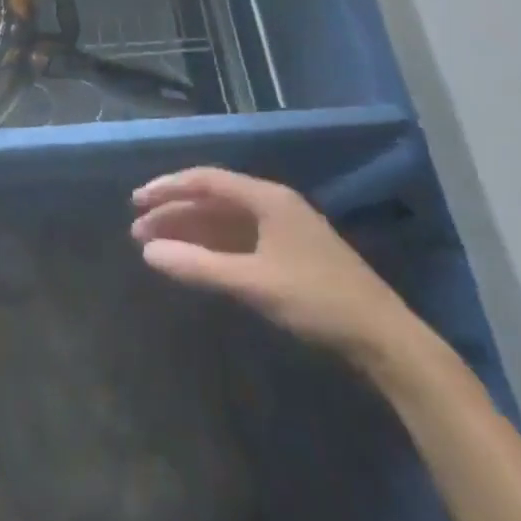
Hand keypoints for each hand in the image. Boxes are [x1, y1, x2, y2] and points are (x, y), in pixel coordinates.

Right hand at [131, 167, 421, 369]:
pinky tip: (194, 260)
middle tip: (139, 231)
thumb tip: (148, 253)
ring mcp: (283, 228)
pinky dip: (211, 246)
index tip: (136, 203)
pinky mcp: (289, 253)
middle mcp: (273, 204)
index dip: (168, 189)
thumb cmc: (317, 300)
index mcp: (267, 198)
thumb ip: (199, 267)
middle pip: (213, 199)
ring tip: (156, 246)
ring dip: (190, 230)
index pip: (206, 181)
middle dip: (175, 212)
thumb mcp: (253, 283)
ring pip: (224, 220)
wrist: (384, 339)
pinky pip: (239, 238)